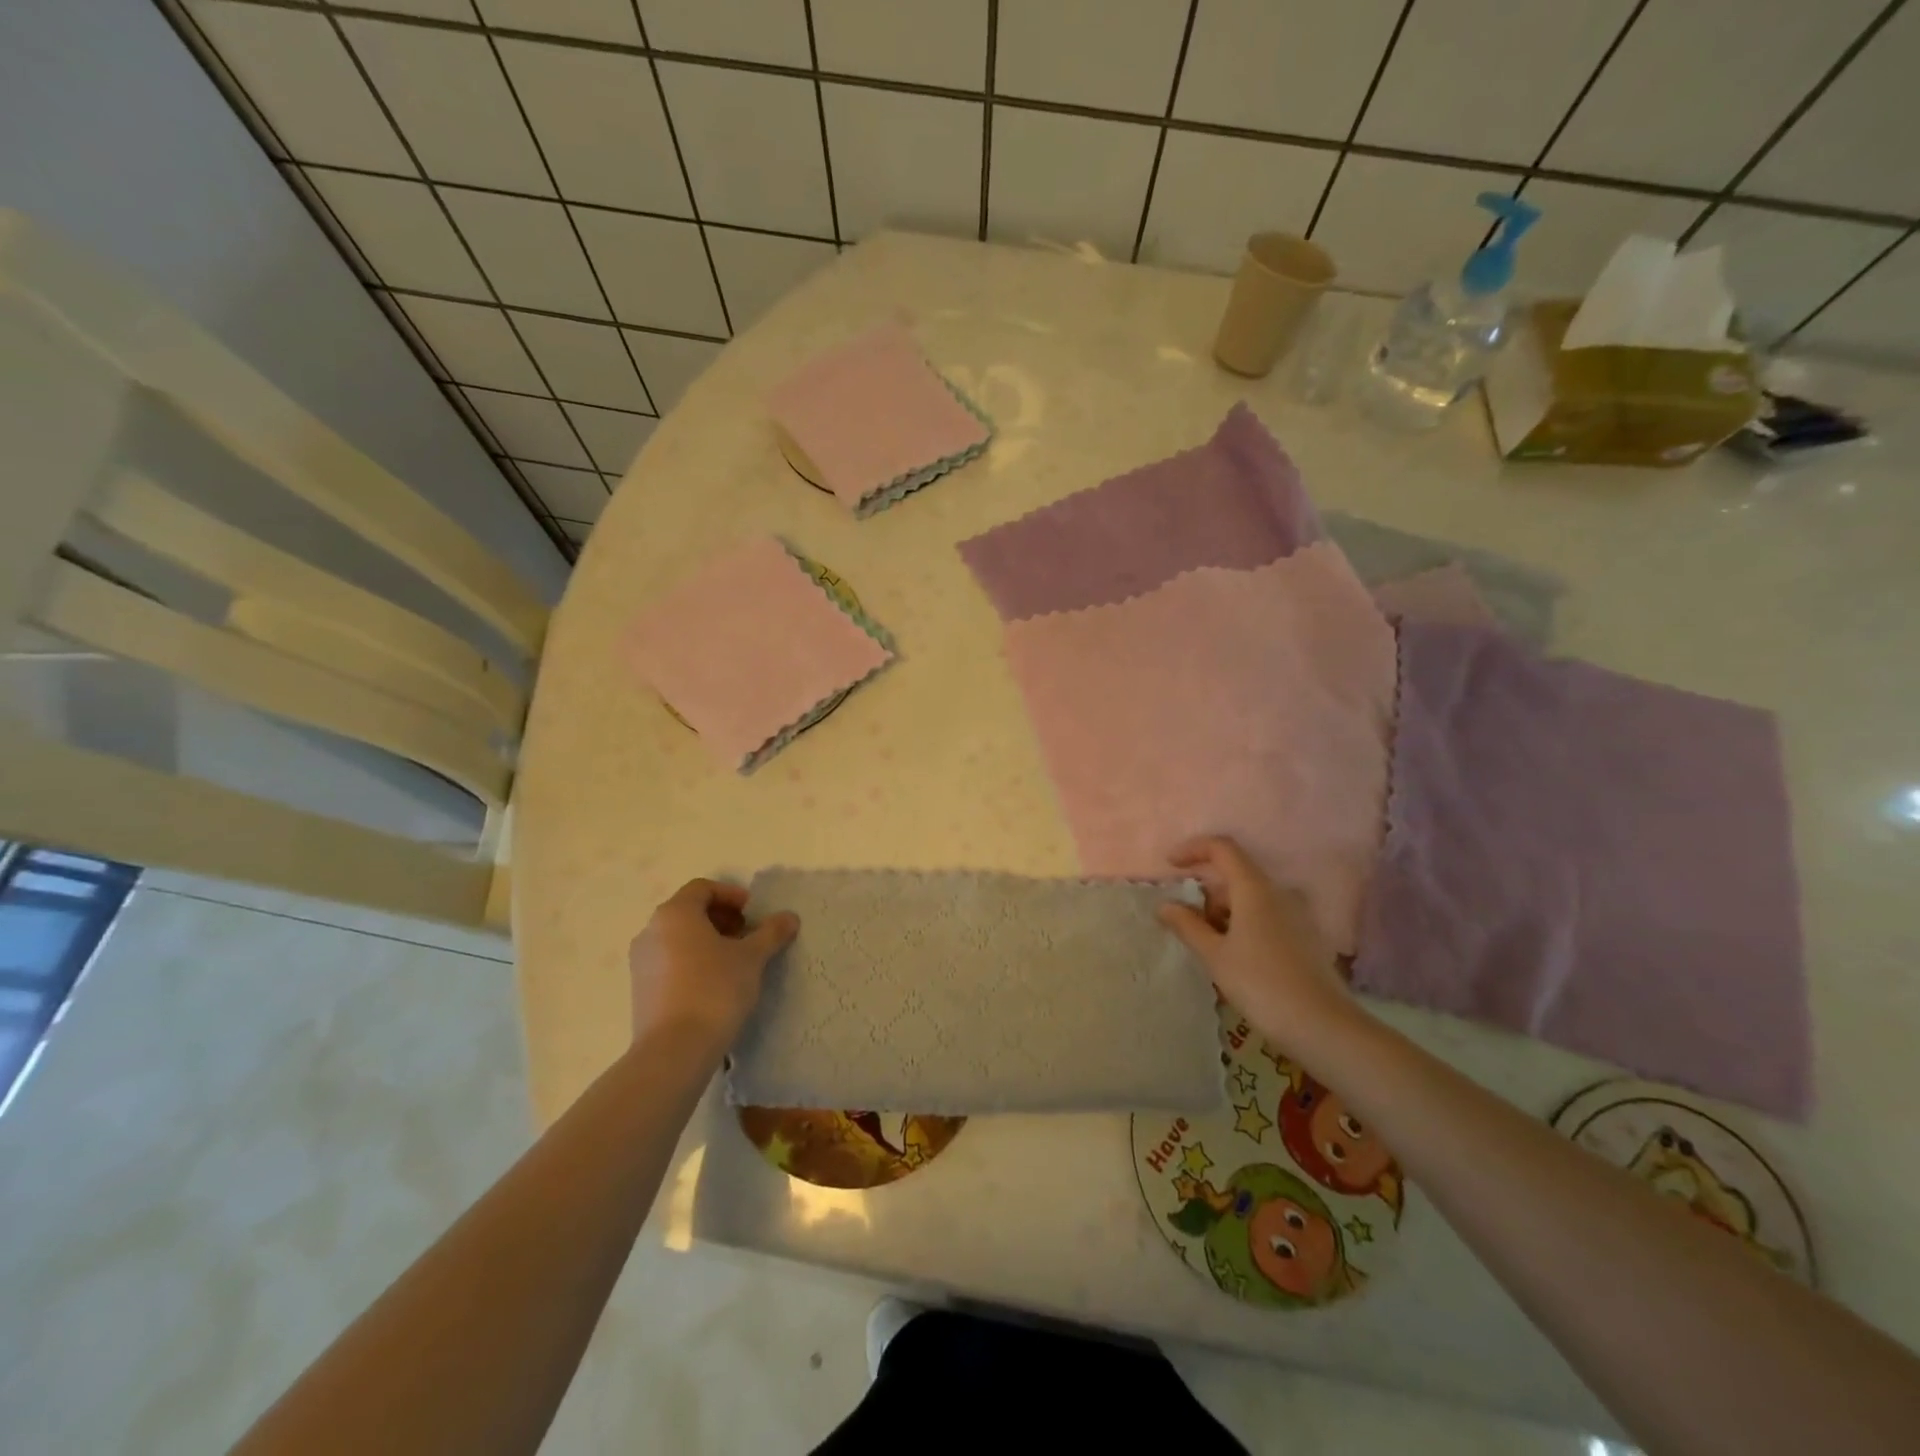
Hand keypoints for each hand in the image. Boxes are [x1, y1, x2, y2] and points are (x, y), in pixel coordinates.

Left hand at [628, 879, 798, 1051]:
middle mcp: (651, 931)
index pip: (703, 888)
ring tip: (733, 961)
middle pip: (688, 911)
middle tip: (747, 934)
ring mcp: (641, 962)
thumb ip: (771, 933)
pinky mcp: (640, 990)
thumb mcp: (752, 958)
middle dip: (721, 918)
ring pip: (677, 938)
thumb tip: (789, 917)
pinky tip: (714, 984)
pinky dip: (691, 961)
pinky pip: (668, 962)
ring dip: (707, 941)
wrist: (675, 1050)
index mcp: (675, 913)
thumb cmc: (715, 989)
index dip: (731, 894)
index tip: (753, 912)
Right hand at [1157, 836, 1355, 1056]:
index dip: (1193, 849)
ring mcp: (1298, 915)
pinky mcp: (1307, 937)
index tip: (1171, 865)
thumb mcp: (1215, 956)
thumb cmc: (1261, 984)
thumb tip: (1165, 906)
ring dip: (1224, 912)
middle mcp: (1279, 893)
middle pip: (1236, 875)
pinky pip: (1267, 916)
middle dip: (1206, 893)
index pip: (1222, 848)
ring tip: (1207, 946)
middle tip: (1185, 923)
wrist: (1323, 1027)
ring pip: (1251, 899)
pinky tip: (1235, 957)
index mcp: (1255, 889)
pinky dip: (1244, 925)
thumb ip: (1187, 925)